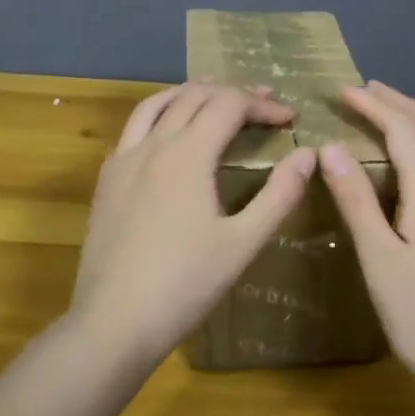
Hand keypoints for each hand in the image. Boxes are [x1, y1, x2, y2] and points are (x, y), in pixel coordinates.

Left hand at [68, 82, 316, 363]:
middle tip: (262, 104)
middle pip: (194, 96)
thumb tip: (308, 156)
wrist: (114, 322)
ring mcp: (123, 160)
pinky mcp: (106, 180)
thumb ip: (279, 195)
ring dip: (190, 94)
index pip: (229, 105)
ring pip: (156, 104)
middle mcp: (152, 144)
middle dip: (231, 93)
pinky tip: (167, 133)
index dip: (262, 105)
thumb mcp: (243, 243)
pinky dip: (159, 114)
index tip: (289, 118)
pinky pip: (133, 128)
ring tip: (214, 96)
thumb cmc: (185, 285)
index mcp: (188, 154)